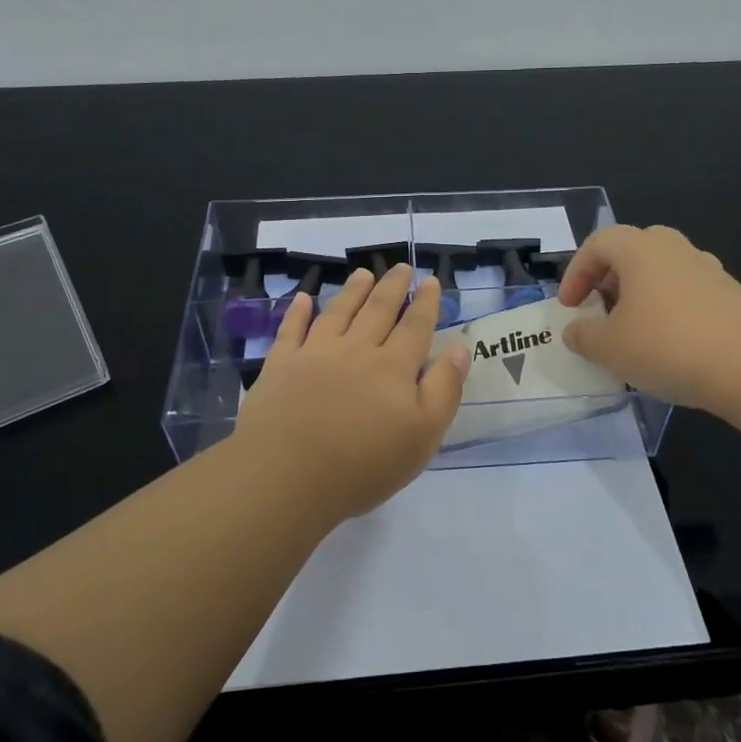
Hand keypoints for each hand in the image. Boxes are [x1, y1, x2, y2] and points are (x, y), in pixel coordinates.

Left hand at [234, 264, 471, 523]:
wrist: (288, 474)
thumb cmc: (364, 464)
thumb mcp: (423, 435)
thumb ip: (444, 389)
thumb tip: (460, 348)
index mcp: (393, 368)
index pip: (415, 327)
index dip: (426, 303)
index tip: (430, 281)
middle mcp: (356, 350)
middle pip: (378, 311)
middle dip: (393, 287)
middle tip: (401, 266)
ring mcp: (315, 354)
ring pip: (339, 312)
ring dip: (353, 290)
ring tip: (363, 273)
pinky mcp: (281, 366)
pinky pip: (291, 330)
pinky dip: (298, 312)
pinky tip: (304, 299)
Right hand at [558, 224, 740, 412]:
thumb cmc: (667, 346)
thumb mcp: (609, 348)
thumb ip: (584, 336)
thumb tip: (576, 330)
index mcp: (639, 249)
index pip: (597, 244)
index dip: (575, 273)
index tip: (569, 307)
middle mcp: (674, 249)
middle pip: (632, 250)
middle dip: (609, 278)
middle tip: (600, 308)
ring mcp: (707, 270)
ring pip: (662, 271)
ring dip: (640, 294)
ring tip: (632, 330)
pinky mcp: (731, 295)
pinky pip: (686, 293)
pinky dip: (668, 309)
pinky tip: (668, 344)